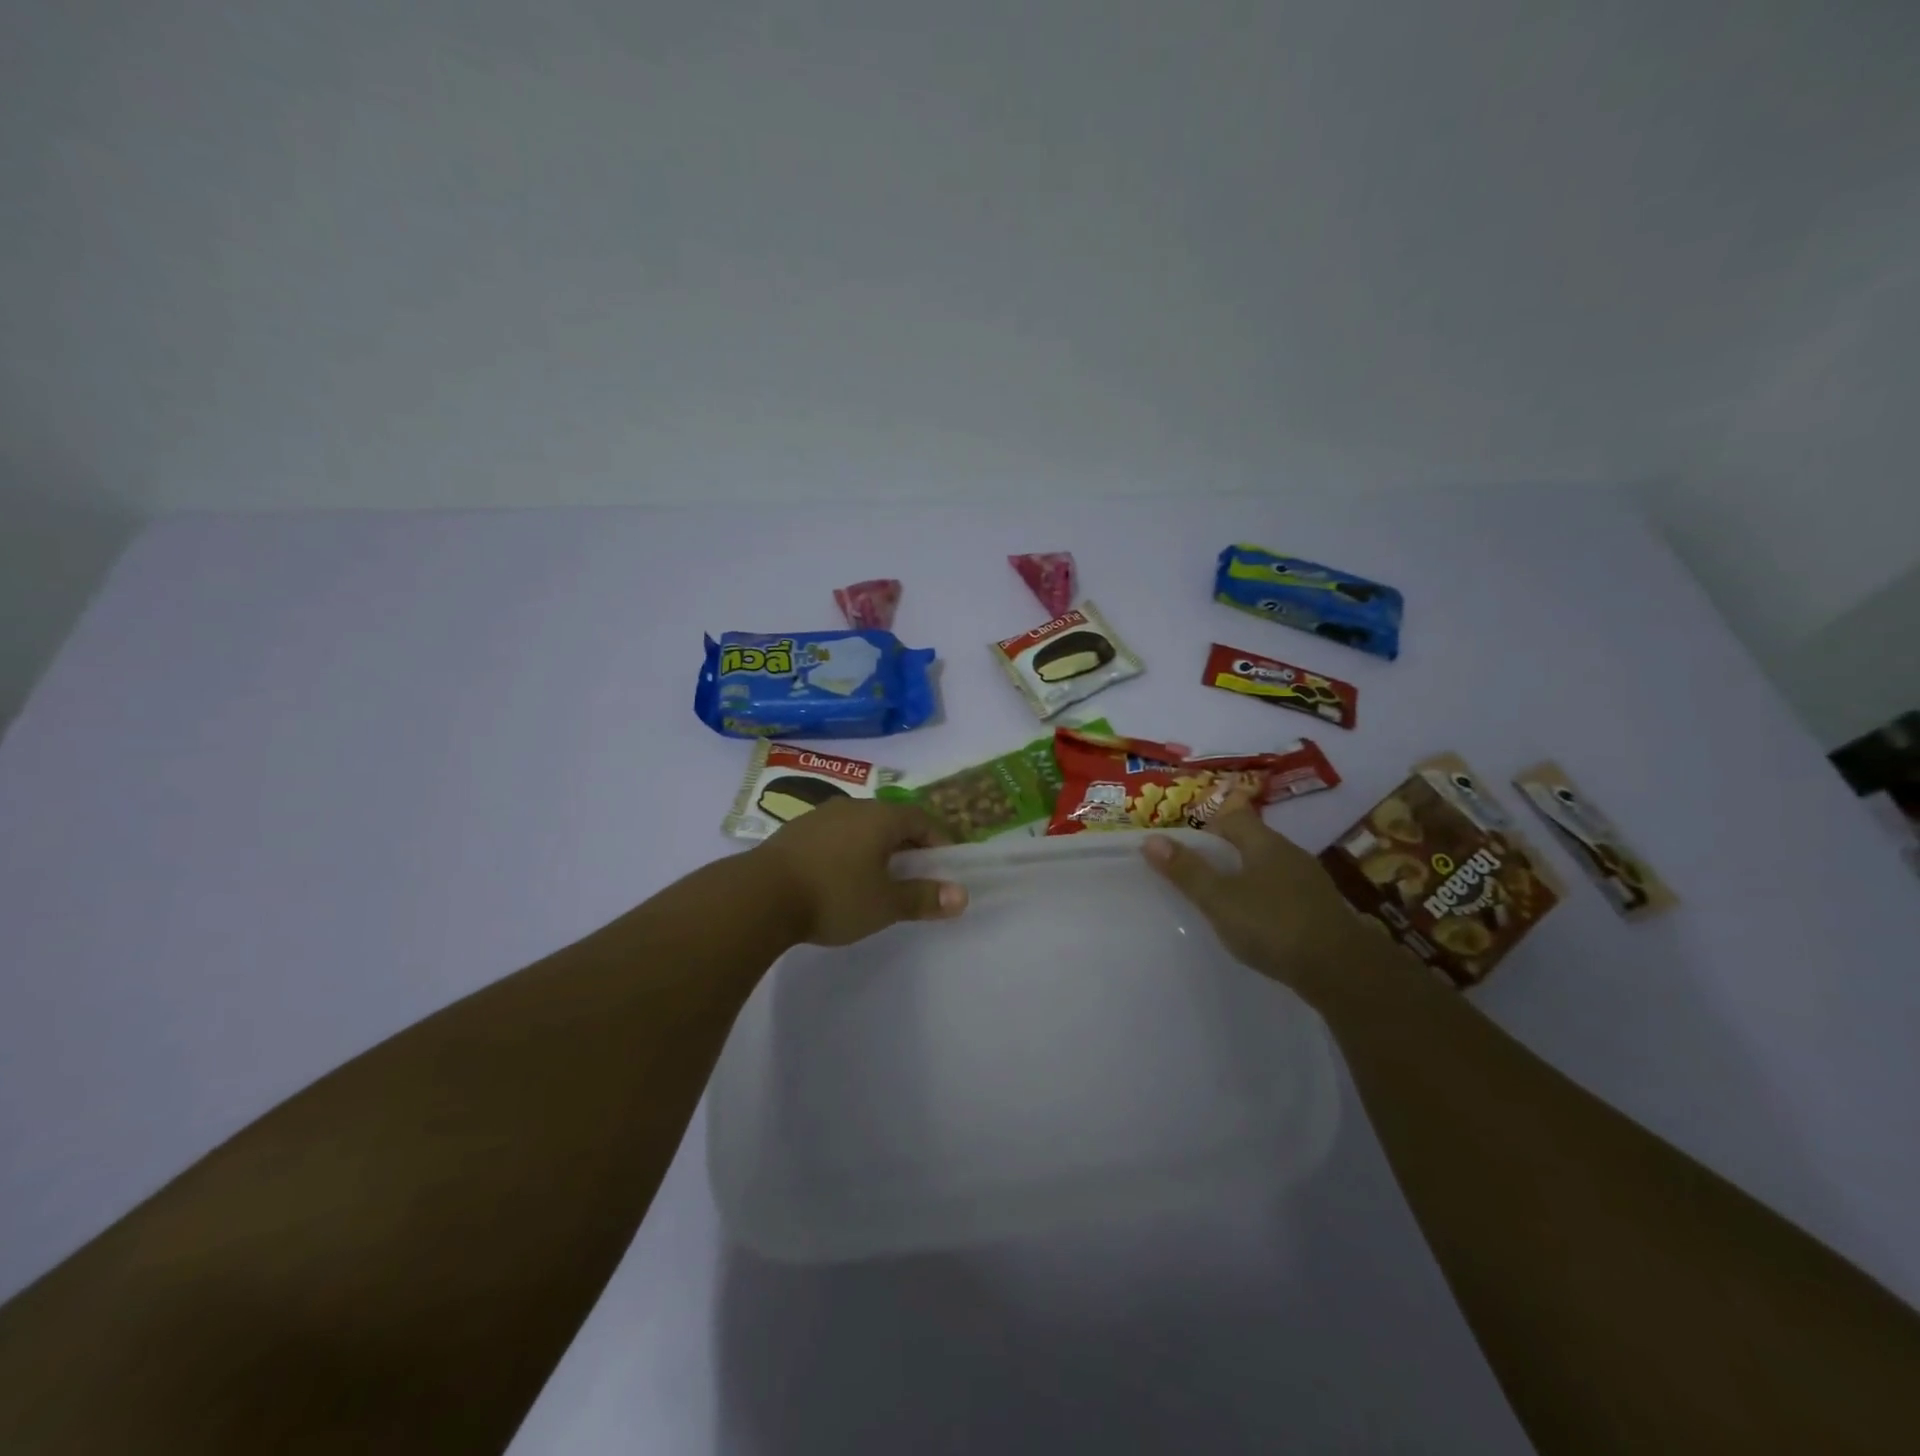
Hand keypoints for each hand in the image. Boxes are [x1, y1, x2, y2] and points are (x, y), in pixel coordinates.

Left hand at [752, 798, 968, 946]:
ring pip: (861, 826)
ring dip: (875, 847)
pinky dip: (848, 850)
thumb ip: (924, 898)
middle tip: (914, 874)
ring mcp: (820, 815)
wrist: (760, 895)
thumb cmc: (834, 895)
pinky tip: (839, 877)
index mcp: (881, 817)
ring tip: (877, 877)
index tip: (945, 866)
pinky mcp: (795, 830)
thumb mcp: (885, 904)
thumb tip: (961, 896)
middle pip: (891, 820)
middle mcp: (853, 807)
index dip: (938, 840)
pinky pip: (835, 834)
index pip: (921, 819)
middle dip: (907, 845)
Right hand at [1142, 807, 1389, 999]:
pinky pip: (1283, 893)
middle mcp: (1290, 854)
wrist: (1342, 971)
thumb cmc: (1272, 925)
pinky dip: (1265, 900)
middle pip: (1251, 841)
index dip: (1208, 825)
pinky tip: (1256, 924)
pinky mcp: (1321, 911)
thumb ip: (1186, 871)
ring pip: (1268, 868)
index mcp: (1265, 843)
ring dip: (1245, 878)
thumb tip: (1151, 839)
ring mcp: (1310, 883)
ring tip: (1221, 901)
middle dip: (1224, 853)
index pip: (1234, 817)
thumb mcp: (1219, 899)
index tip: (1186, 846)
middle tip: (1196, 874)